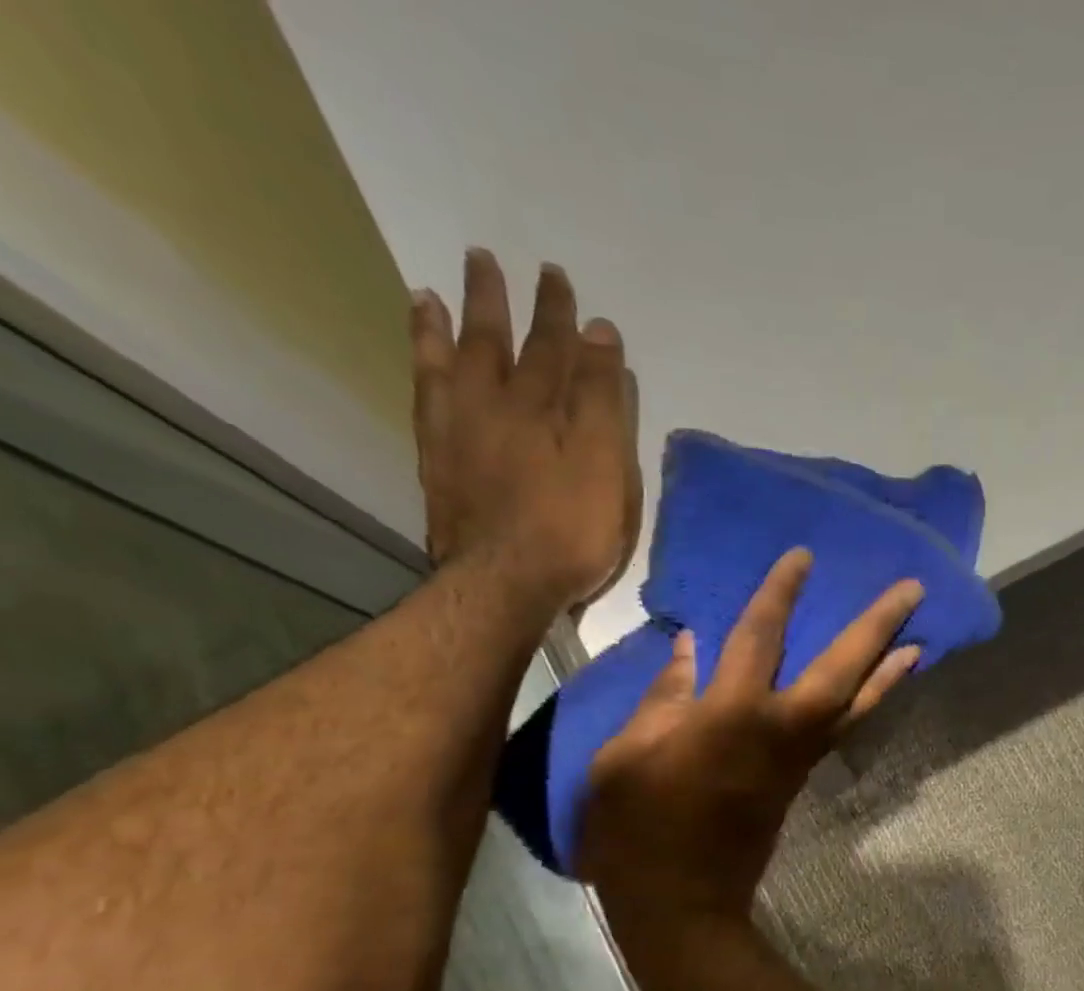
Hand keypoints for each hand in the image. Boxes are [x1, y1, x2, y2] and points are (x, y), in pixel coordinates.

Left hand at [410, 250, 640, 609]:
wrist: (507, 581)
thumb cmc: (572, 529)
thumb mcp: (605, 463)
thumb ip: (601, 398)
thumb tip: (598, 332)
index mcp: (541, 407)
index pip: (553, 348)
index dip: (559, 314)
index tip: (558, 278)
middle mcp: (493, 406)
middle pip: (495, 343)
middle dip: (497, 302)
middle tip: (484, 259)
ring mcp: (458, 432)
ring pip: (448, 364)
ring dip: (443, 326)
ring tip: (430, 294)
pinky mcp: (437, 462)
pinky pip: (425, 398)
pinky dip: (421, 370)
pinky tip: (422, 361)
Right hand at [578, 549, 923, 920]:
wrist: (680, 901)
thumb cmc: (636, 827)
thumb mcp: (625, 755)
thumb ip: (664, 695)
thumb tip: (691, 646)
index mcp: (731, 715)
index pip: (760, 638)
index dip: (781, 594)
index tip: (804, 557)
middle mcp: (780, 729)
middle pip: (841, 669)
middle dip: (877, 626)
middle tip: (912, 589)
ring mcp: (798, 757)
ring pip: (856, 705)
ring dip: (889, 670)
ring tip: (920, 640)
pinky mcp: (801, 778)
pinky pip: (843, 730)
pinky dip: (866, 704)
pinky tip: (875, 688)